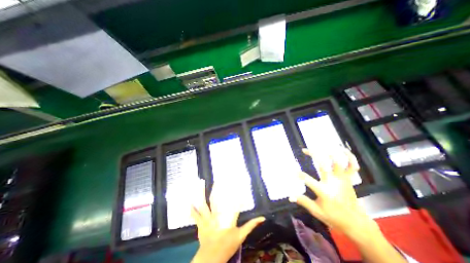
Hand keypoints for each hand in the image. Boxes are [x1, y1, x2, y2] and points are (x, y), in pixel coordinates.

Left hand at [190, 178, 263, 262]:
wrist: (212, 259)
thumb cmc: (227, 246)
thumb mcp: (241, 236)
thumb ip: (251, 225)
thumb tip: (262, 218)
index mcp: (228, 221)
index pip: (234, 206)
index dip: (237, 195)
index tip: (239, 185)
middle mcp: (217, 219)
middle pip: (216, 202)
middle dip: (216, 190)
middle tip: (217, 180)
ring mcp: (207, 221)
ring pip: (203, 205)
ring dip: (201, 194)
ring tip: (201, 184)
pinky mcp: (200, 224)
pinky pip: (195, 215)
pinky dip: (192, 209)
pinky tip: (189, 201)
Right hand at [288, 149, 376, 236]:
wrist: (356, 223)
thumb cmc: (333, 217)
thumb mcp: (316, 211)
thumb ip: (303, 201)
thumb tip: (289, 197)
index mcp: (324, 192)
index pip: (308, 180)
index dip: (300, 175)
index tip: (294, 172)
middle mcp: (333, 183)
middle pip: (323, 165)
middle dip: (313, 155)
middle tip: (305, 150)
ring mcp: (342, 180)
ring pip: (338, 162)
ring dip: (330, 152)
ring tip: (322, 146)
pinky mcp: (349, 180)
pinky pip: (353, 166)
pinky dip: (351, 157)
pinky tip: (343, 150)